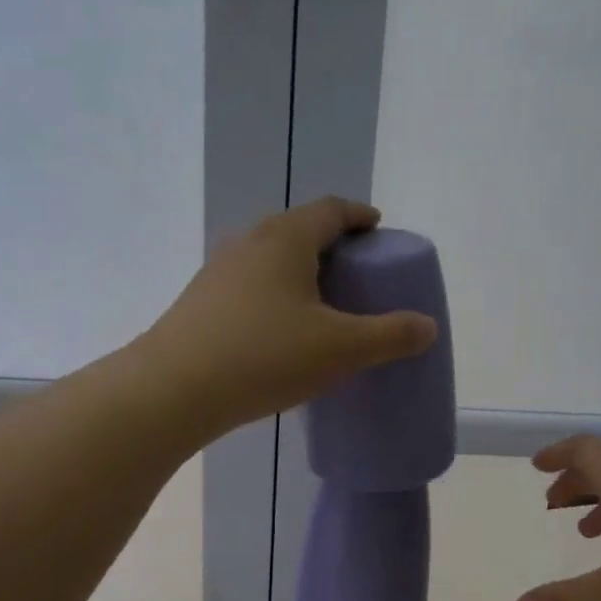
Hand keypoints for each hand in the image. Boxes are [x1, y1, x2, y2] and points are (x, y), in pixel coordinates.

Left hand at [139, 197, 437, 436]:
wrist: (173, 390)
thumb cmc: (265, 356)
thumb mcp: (341, 348)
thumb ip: (390, 335)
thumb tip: (427, 326)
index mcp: (285, 239)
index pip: (330, 210)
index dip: (359, 216)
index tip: (378, 228)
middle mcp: (249, 244)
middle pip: (298, 230)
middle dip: (331, 244)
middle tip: (357, 272)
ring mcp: (218, 272)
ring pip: (270, 260)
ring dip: (300, 272)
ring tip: (322, 303)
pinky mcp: (201, 303)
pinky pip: (251, 287)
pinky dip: (276, 296)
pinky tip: (282, 332)